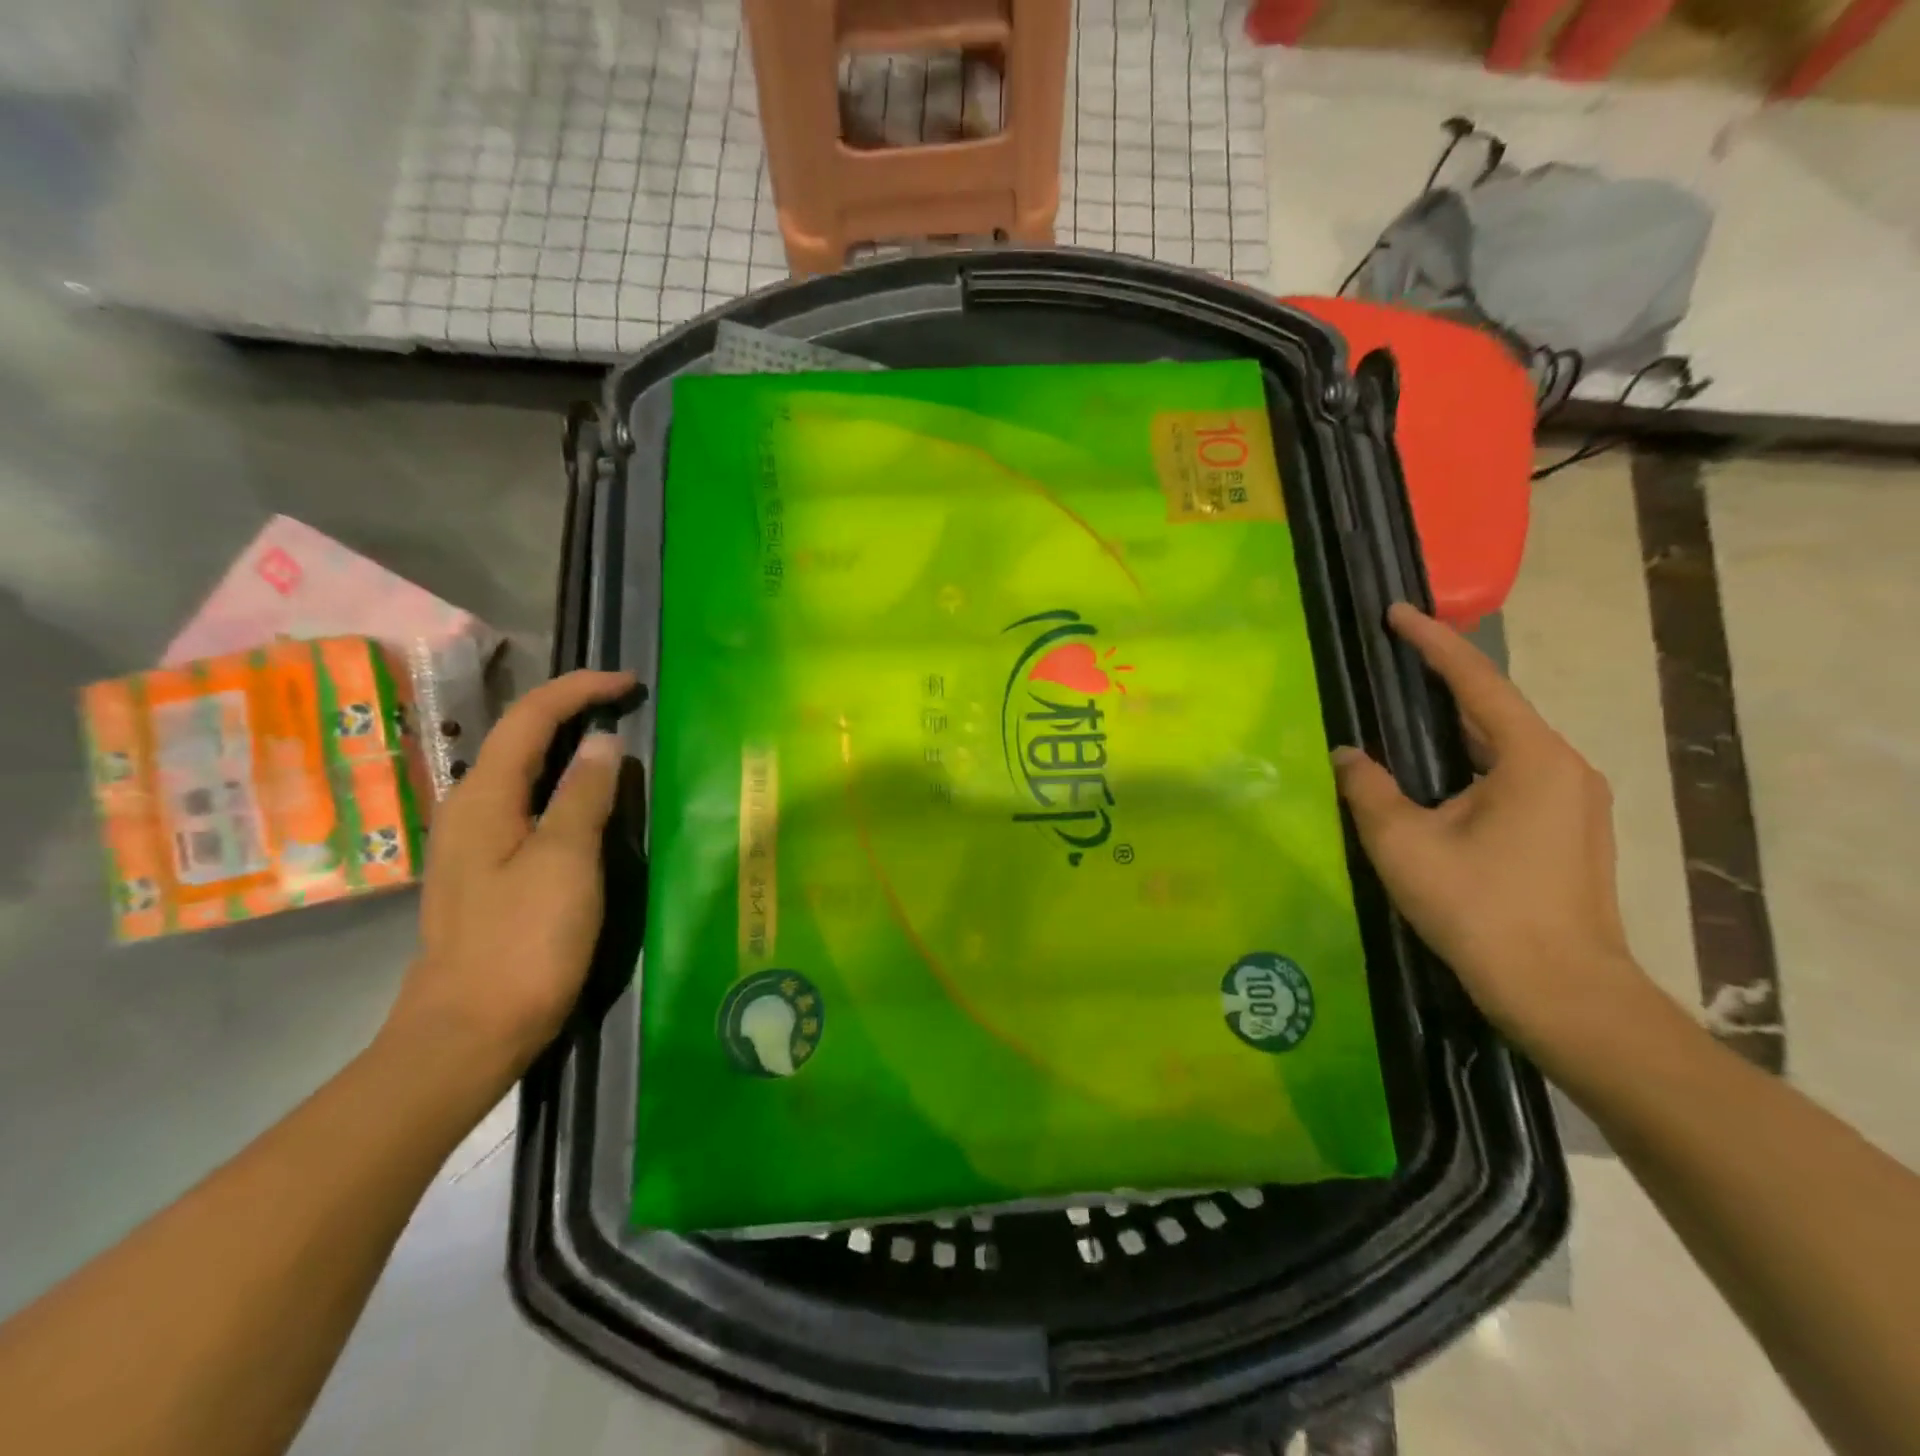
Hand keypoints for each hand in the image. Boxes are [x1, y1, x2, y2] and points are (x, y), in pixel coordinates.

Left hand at [386, 670, 636, 1083]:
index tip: (631, 684)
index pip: (531, 717)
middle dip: (573, 710)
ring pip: (525, 772)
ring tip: (618, 743)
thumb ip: (584, 796)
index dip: (580, 689)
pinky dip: (564, 786)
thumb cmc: (522, 943)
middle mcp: (470, 808)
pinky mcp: (490, 871)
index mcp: (483, 797)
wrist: (468, 1033)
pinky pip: (530, 806)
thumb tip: (604, 744)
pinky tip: (591, 803)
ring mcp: (476, 842)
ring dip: (569, 747)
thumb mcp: (564, 862)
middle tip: (628, 706)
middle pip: (521, 738)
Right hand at [1331, 605, 1648, 1063]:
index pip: (1477, 682)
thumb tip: (1347, 754)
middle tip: (1395, 659)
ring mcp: (1576, 803)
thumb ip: (1368, 789)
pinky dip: (1472, 760)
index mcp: (1532, 759)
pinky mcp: (1570, 833)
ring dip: (1458, 724)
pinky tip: (1440, 775)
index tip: (1397, 612)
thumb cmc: (1481, 909)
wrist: (1563, 994)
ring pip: (1505, 746)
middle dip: (1445, 681)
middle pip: (1496, 709)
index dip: (1433, 643)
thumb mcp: (1404, 844)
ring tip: (1409, 713)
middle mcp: (1565, 768)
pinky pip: (1514, 775)